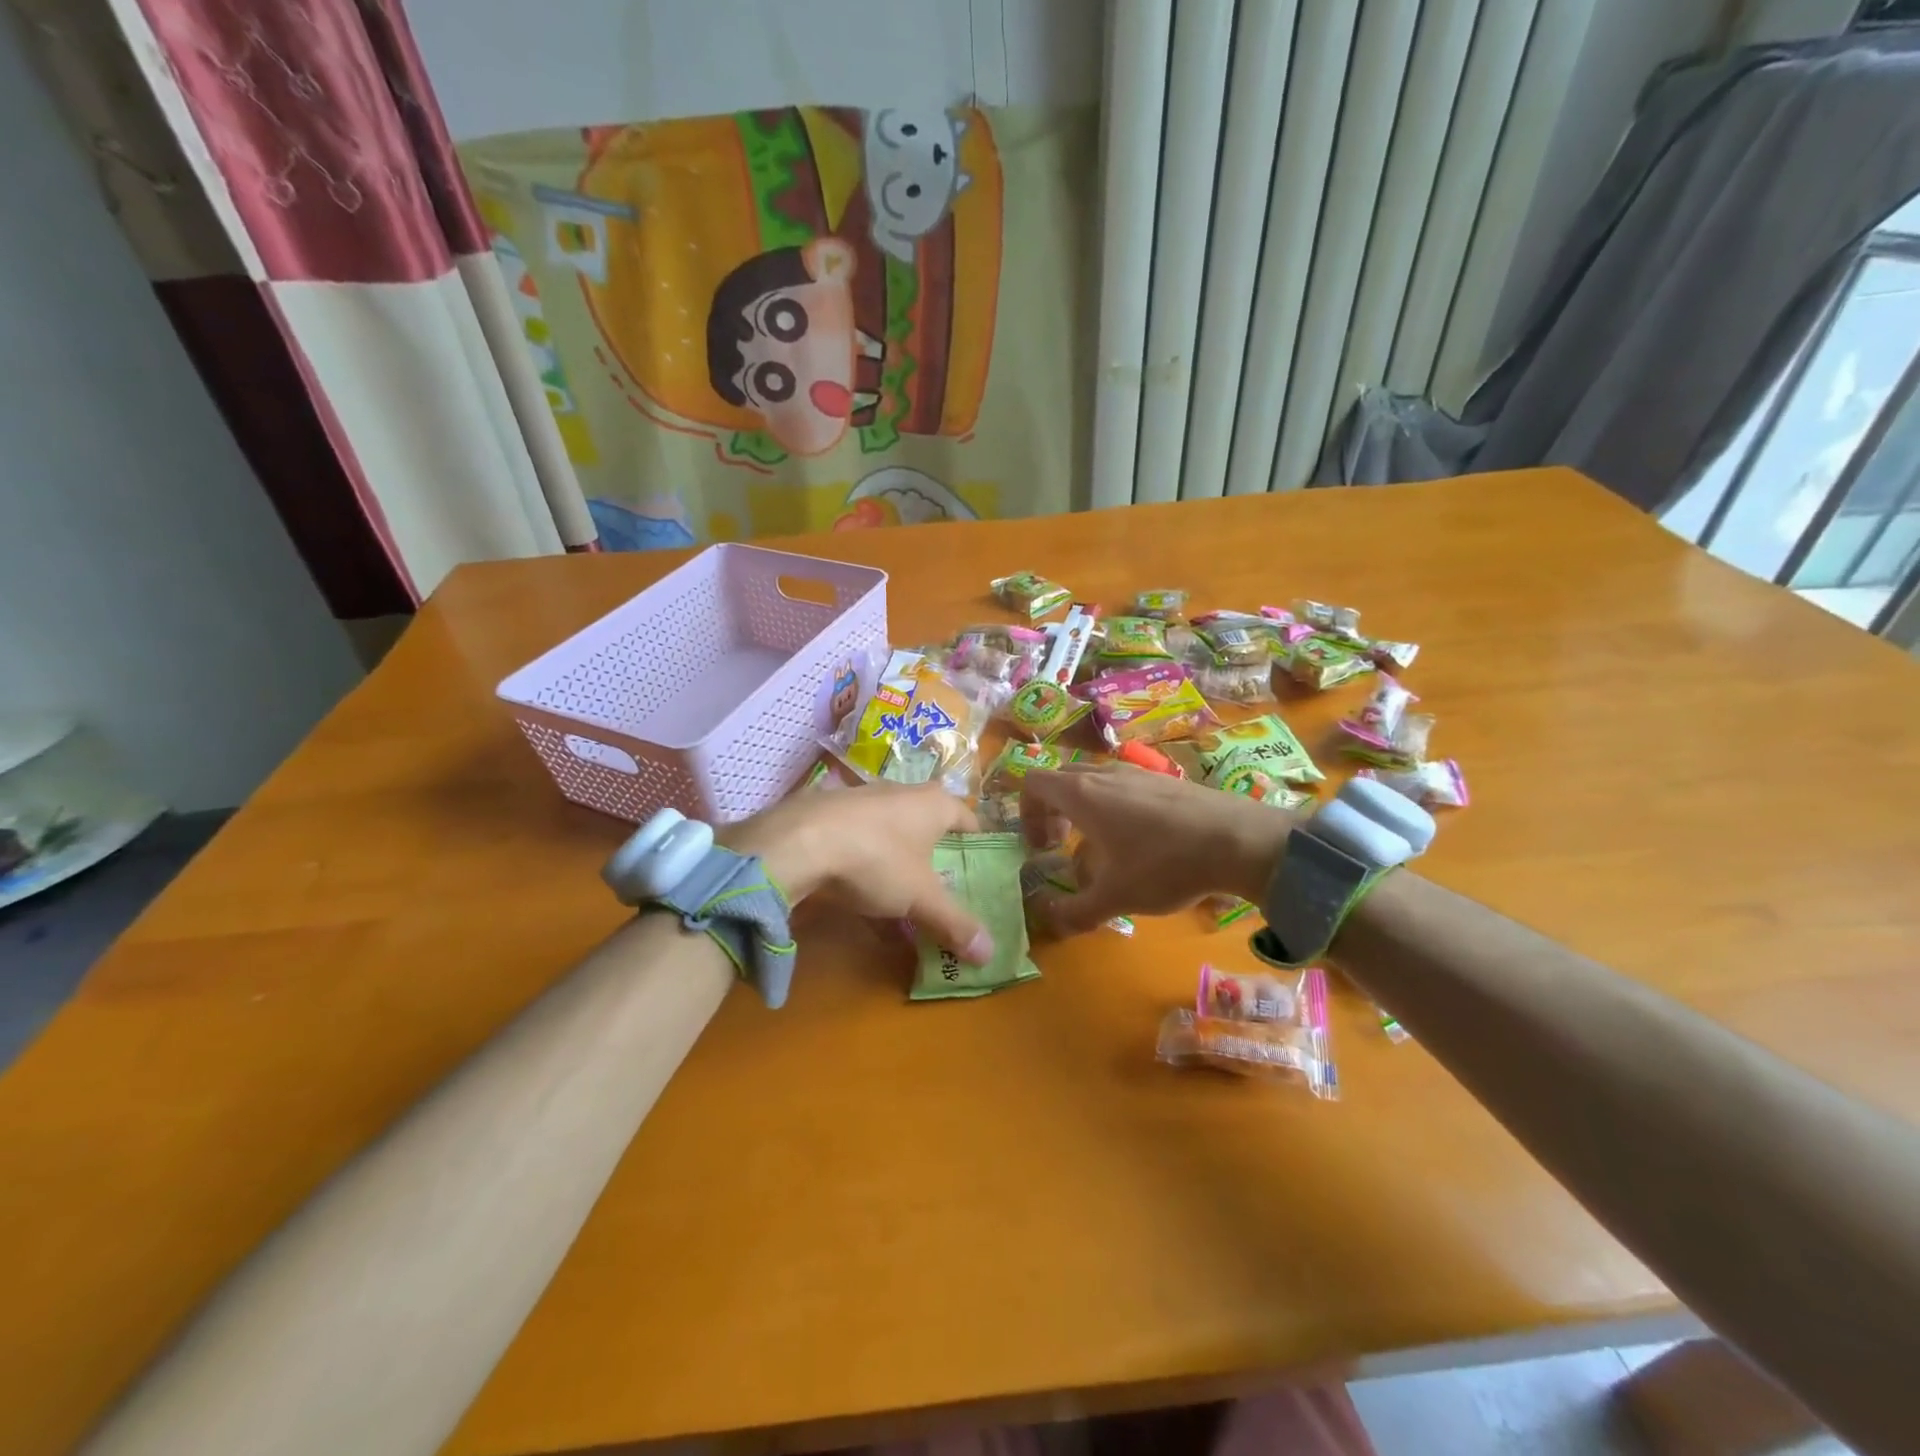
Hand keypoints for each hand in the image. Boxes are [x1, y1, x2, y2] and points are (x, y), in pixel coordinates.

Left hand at [721, 783, 993, 963]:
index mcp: (934, 803)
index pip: (967, 819)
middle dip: (936, 859)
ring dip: (899, 868)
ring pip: (892, 837)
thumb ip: (955, 923)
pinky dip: (866, 870)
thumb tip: (990, 954)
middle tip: (944, 890)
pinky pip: (860, 844)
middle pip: (928, 827)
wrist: (798, 842)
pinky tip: (859, 901)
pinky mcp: (829, 815)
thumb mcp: (921, 897)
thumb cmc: (877, 859)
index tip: (981, 869)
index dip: (976, 844)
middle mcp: (901, 793)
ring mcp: (863, 801)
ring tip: (902, 903)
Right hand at [1018, 762, 1294, 934]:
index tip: (1041, 847)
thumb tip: (1049, 919)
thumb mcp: (1116, 897)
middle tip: (1061, 846)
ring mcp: (1137, 772)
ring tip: (1102, 851)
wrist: (1241, 840)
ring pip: (1094, 783)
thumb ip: (1075, 911)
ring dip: (1084, 812)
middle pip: (1061, 780)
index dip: (1026, 813)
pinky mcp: (1165, 779)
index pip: (1032, 782)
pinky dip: (1115, 809)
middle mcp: (1104, 774)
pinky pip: (1123, 787)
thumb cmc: (1165, 864)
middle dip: (1052, 812)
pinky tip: (1142, 845)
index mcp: (1081, 794)